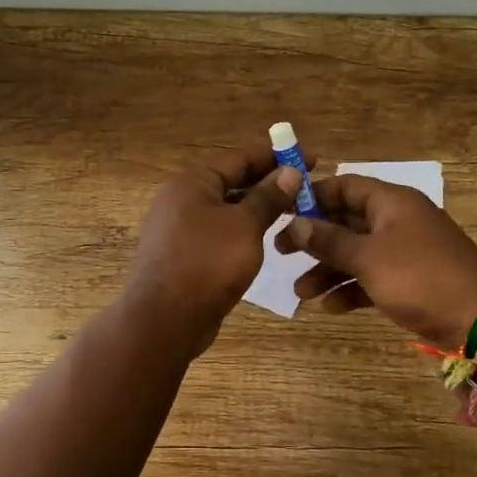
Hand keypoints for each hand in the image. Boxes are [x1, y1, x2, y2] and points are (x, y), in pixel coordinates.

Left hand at [127, 145, 304, 350]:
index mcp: (192, 182)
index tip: (311, 159)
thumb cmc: (207, 263)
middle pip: (231, 182)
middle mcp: (180, 199)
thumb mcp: (245, 226)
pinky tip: (265, 239)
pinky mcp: (182, 255)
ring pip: (225, 209)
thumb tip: (290, 172)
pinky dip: (242, 230)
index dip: (276, 157)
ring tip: (292, 212)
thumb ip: (268, 197)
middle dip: (268, 183)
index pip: (240, 158)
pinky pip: (218, 232)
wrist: (165, 319)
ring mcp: (178, 229)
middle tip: (306, 188)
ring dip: (256, 208)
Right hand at [275, 175, 476, 348]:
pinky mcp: (411, 279)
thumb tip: (295, 224)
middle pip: (347, 221)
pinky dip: (351, 288)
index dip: (313, 196)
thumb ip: (329, 240)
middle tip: (280, 252)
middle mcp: (398, 220)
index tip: (283, 212)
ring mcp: (406, 250)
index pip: (344, 186)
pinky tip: (330, 307)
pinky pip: (372, 276)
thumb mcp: (368, 258)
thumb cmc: (420, 277)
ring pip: (357, 252)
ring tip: (300, 292)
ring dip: (328, 269)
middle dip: (314, 239)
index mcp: (391, 202)